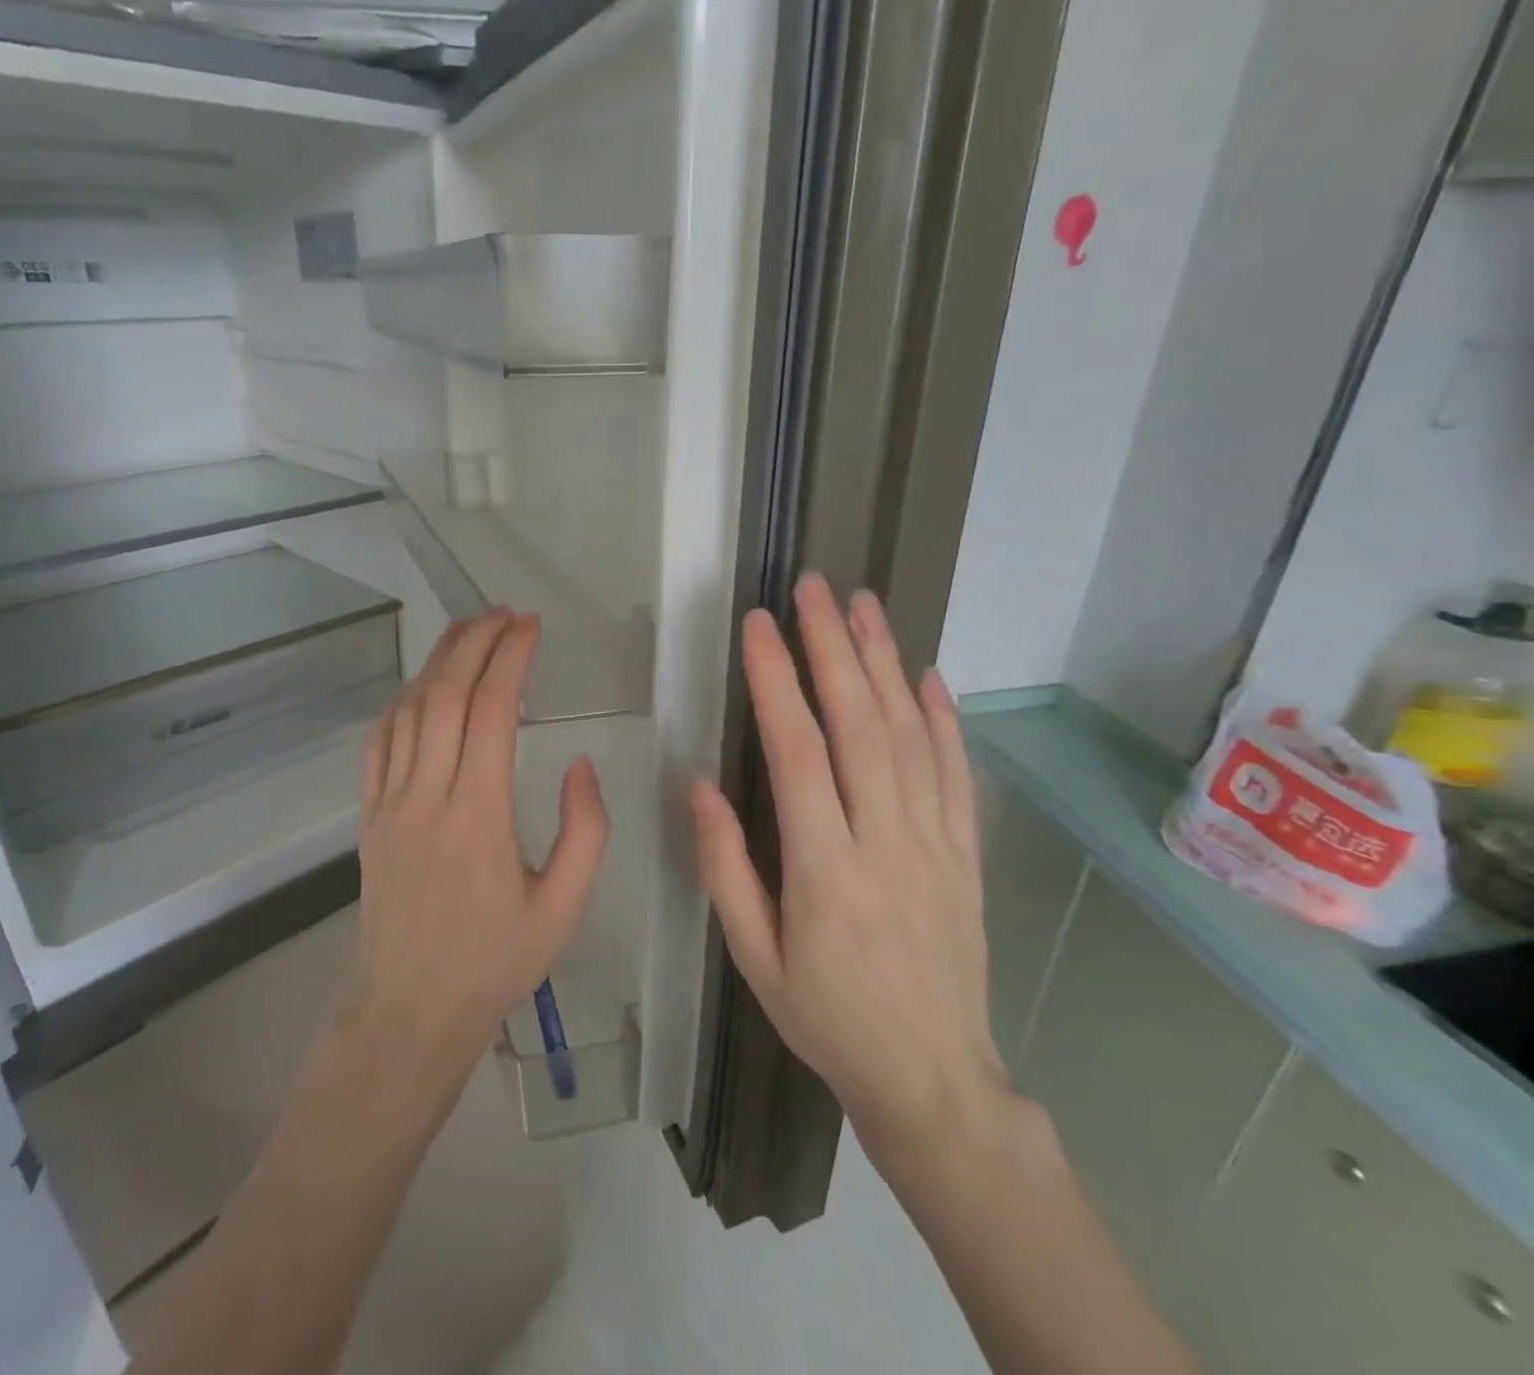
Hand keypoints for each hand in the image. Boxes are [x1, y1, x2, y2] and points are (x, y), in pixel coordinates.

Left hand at [349, 608, 608, 1085]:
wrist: (411, 1010)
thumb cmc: (496, 961)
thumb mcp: (564, 906)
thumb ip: (585, 830)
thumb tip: (579, 764)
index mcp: (479, 815)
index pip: (491, 711)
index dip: (510, 658)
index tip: (530, 626)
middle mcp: (427, 796)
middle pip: (445, 694)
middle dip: (474, 642)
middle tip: (503, 614)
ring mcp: (389, 803)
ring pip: (408, 710)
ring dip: (438, 662)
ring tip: (468, 631)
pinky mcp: (368, 816)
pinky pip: (379, 742)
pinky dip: (402, 701)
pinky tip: (422, 686)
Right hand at [690, 575, 1011, 1169]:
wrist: (933, 1078)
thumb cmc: (826, 1018)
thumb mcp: (753, 959)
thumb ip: (723, 869)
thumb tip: (700, 785)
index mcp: (824, 870)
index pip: (797, 753)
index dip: (775, 681)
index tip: (758, 626)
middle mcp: (886, 842)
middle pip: (858, 724)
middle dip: (832, 647)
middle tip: (813, 588)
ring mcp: (936, 843)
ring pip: (909, 735)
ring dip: (884, 662)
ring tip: (864, 606)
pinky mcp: (966, 852)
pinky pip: (956, 772)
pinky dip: (942, 718)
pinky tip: (926, 675)